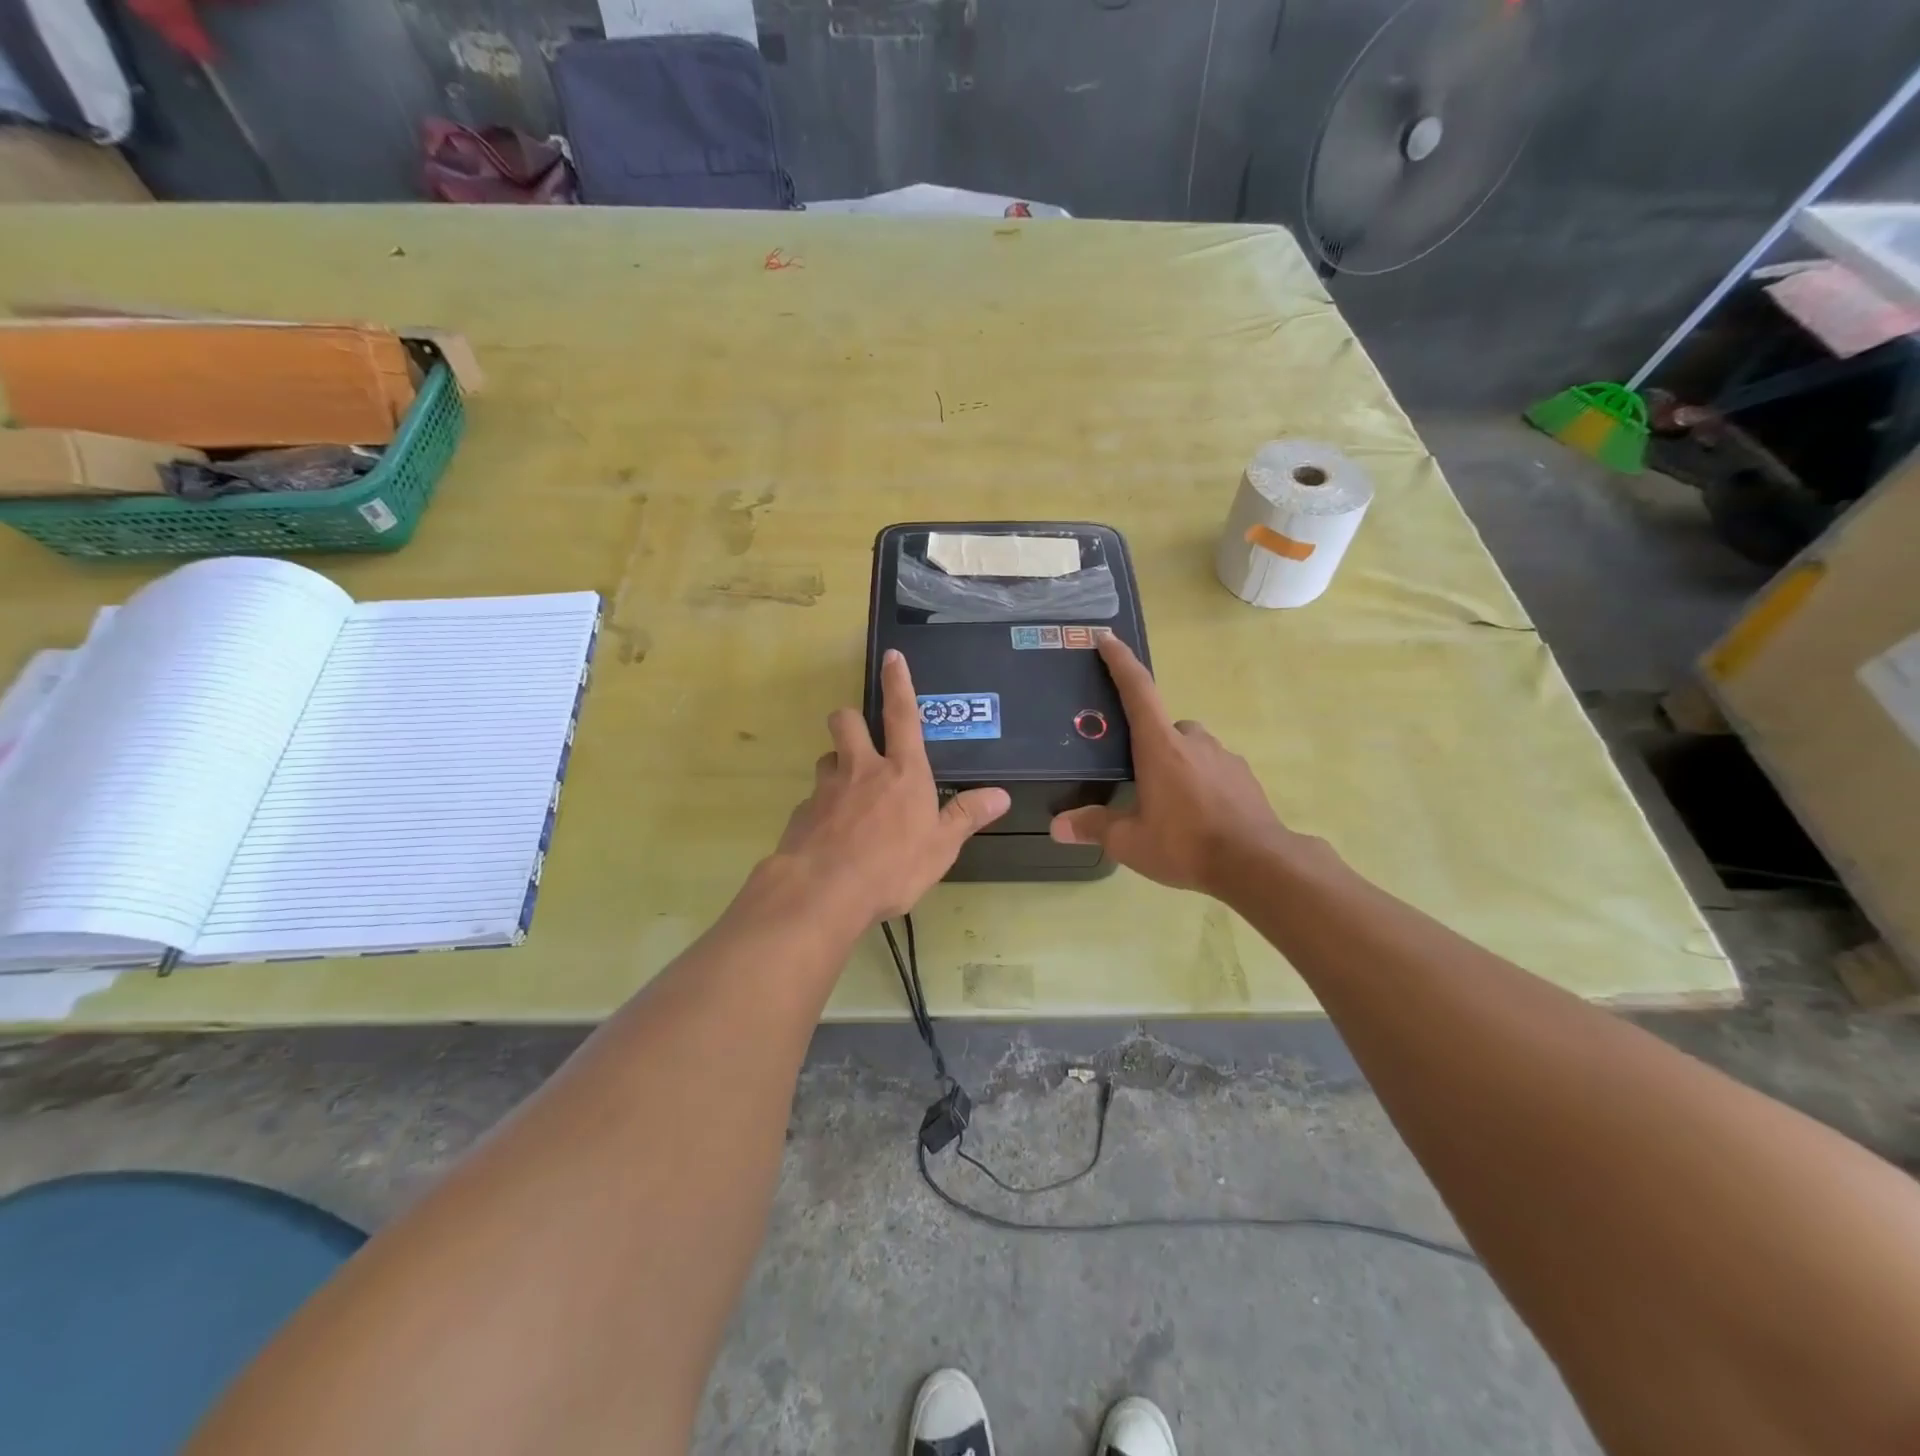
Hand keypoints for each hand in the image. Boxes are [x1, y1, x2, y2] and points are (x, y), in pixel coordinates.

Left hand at [765, 648, 1009, 926]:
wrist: (823, 892)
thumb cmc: (892, 867)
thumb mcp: (941, 847)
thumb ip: (966, 816)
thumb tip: (1001, 794)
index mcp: (902, 772)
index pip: (903, 715)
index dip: (899, 683)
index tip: (892, 656)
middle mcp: (861, 769)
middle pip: (846, 721)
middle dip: (850, 721)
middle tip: (860, 743)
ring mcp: (827, 788)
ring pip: (827, 759)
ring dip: (837, 768)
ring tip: (849, 797)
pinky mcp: (802, 812)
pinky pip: (814, 800)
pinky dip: (823, 810)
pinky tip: (831, 837)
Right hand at [1050, 634, 1295, 896]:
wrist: (1257, 864)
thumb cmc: (1186, 844)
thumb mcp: (1131, 842)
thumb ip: (1095, 827)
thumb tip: (1058, 826)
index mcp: (1160, 746)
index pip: (1137, 690)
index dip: (1120, 662)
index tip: (1107, 639)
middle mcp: (1193, 741)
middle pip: (1163, 726)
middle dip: (1148, 744)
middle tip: (1136, 777)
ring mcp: (1223, 757)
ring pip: (1190, 748)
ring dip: (1176, 765)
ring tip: (1168, 806)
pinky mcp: (1244, 777)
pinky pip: (1213, 769)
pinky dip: (1200, 782)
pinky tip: (1198, 816)